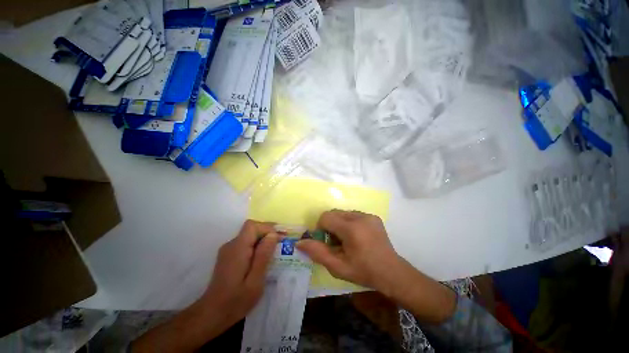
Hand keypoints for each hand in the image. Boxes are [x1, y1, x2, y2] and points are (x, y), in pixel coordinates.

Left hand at [133, 221, 278, 352]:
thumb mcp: (255, 281)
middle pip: (251, 229)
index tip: (280, 238)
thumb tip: (272, 235)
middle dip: (267, 233)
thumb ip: (263, 255)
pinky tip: (262, 258)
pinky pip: (245, 243)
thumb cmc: (236, 301)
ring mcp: (228, 250)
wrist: (211, 315)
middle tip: (282, 243)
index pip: (253, 226)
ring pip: (249, 235)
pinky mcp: (228, 256)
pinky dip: (256, 246)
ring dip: (263, 239)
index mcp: (238, 249)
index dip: (267, 228)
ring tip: (275, 251)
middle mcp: (231, 245)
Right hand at [296, 210, 402, 292]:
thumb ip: (317, 252)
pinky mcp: (373, 216)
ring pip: (343, 213)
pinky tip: (356, 237)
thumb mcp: (338, 267)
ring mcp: (368, 215)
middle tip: (336, 242)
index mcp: (351, 229)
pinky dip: (349, 223)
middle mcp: (360, 217)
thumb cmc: (364, 272)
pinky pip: (353, 215)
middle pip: (334, 213)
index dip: (321, 228)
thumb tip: (300, 242)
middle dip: (330, 226)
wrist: (392, 273)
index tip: (326, 242)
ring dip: (339, 224)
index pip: (326, 217)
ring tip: (347, 240)